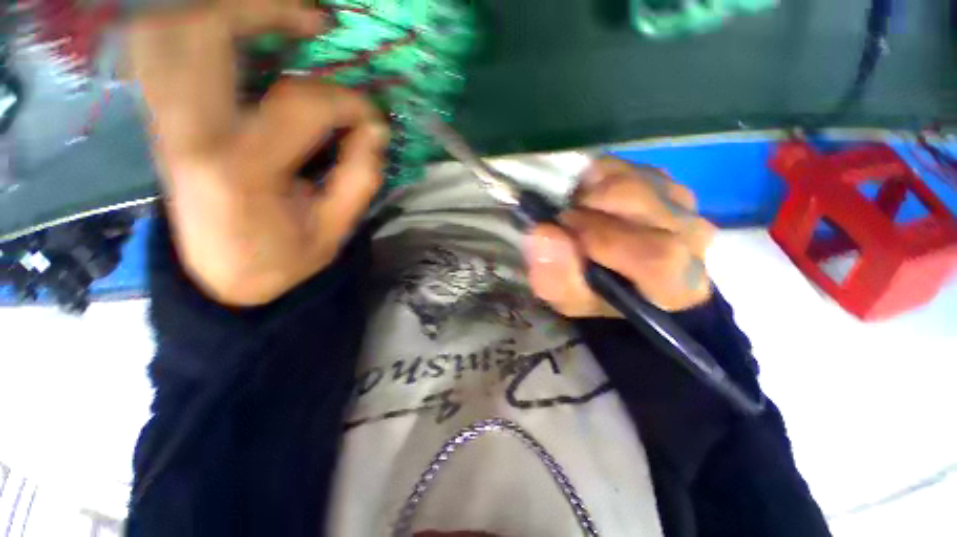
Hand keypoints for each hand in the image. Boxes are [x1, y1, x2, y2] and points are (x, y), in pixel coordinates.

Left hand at [130, 4, 388, 305]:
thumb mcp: (335, 230)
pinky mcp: (164, 121)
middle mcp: (190, 134)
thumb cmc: (283, 260)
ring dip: (226, 11)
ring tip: (280, 20)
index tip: (373, 119)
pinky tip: (238, 39)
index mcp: (242, 170)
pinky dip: (196, 31)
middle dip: (266, 10)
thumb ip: (360, 177)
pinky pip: (162, 52)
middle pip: (204, 30)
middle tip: (317, 22)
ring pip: (169, 30)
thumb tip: (375, 129)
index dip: (348, 102)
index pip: (300, 103)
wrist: (223, 279)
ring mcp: (167, 123)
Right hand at [526, 157, 715, 314]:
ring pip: (633, 178)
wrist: (620, 280)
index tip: (564, 229)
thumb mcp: (568, 299)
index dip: (602, 237)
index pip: (657, 256)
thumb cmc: (595, 297)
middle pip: (642, 203)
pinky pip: (628, 166)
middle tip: (564, 218)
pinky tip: (589, 198)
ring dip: (592, 190)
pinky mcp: (665, 181)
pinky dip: (599, 178)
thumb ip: (556, 275)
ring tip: (577, 210)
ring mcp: (682, 203)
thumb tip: (544, 233)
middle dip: (589, 205)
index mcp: (676, 284)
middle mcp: (691, 238)